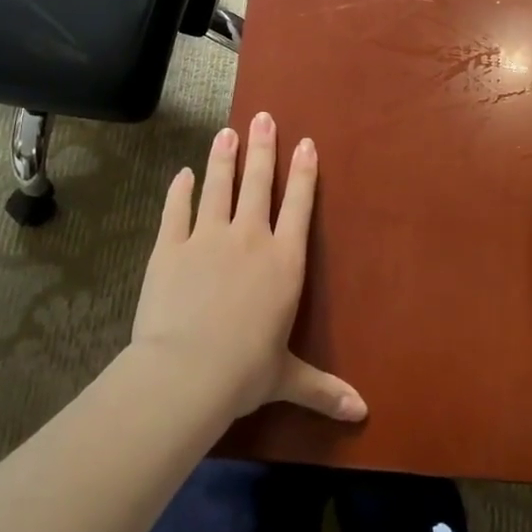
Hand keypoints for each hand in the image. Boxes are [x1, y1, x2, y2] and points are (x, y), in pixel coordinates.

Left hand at [130, 113, 366, 424]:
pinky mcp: (169, 247)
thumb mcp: (288, 378)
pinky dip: (179, 191)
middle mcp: (249, 239)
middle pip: (258, 183)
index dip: (304, 173)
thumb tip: (362, 413)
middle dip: (263, 149)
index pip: (299, 206)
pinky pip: (176, 211)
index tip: (305, 143)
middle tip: (263, 117)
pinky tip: (182, 174)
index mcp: (284, 261)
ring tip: (226, 131)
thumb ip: (323, 389)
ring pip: (218, 187)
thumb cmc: (245, 371)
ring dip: (223, 158)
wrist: (186, 371)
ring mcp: (206, 238)